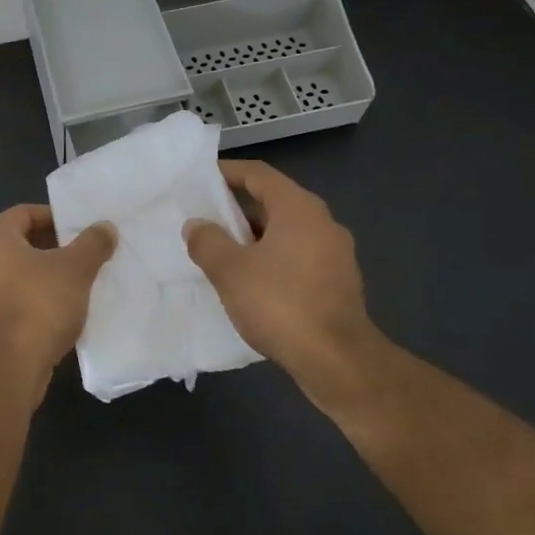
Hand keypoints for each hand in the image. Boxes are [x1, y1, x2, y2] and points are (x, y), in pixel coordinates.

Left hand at [0, 204, 115, 396]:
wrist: (9, 367)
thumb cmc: (38, 304)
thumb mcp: (75, 268)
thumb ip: (92, 243)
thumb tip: (106, 226)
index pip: (25, 212)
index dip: (55, 216)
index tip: (82, 227)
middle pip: (25, 243)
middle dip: (58, 247)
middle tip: (89, 252)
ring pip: (25, 275)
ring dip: (52, 276)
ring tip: (85, 280)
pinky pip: (23, 301)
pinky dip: (44, 301)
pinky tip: (70, 310)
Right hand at [182, 160, 376, 385]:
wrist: (338, 362)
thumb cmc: (280, 304)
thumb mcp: (230, 270)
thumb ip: (207, 241)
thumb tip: (196, 225)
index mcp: (299, 208)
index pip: (258, 174)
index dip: (227, 172)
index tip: (200, 179)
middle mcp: (323, 223)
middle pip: (273, 202)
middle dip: (237, 208)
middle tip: (204, 219)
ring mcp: (335, 254)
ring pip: (286, 232)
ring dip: (253, 237)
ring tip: (221, 252)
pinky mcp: (338, 283)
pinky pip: (297, 257)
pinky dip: (272, 260)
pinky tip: (250, 282)